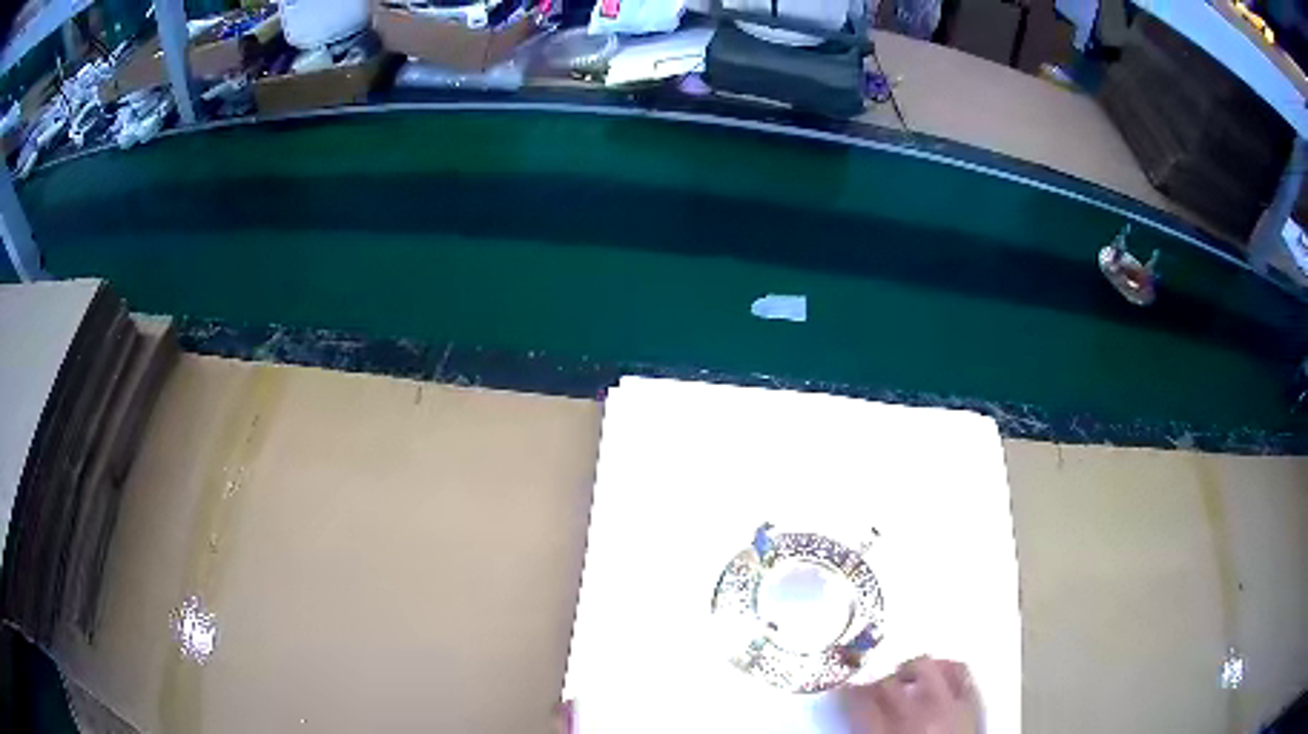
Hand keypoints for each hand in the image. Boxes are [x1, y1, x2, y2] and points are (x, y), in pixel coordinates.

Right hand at [840, 657, 978, 733]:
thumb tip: (857, 720)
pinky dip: (947, 666)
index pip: (858, 702)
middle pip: (888, 684)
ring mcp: (947, 706)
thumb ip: (866, 733)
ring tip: (906, 677)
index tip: (846, 690)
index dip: (848, 693)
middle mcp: (915, 716)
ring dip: (911, 670)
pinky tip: (939, 672)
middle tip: (873, 689)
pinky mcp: (972, 703)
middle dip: (876, 683)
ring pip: (925, 668)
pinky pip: (960, 672)